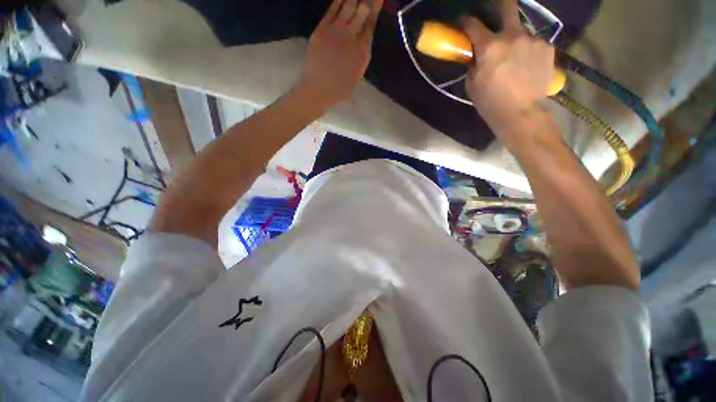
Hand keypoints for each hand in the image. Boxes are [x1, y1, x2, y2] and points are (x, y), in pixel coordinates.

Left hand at [299, 0, 382, 107]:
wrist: (320, 90)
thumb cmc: (340, 90)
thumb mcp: (356, 77)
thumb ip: (360, 59)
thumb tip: (362, 46)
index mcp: (363, 51)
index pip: (371, 23)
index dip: (375, 8)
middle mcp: (353, 37)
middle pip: (362, 10)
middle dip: (367, 0)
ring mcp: (337, 31)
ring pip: (348, 6)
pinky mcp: (322, 30)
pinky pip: (332, 10)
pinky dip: (338, 1)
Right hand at [462, 0, 555, 141]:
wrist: (521, 113)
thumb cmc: (490, 102)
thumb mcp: (472, 85)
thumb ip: (473, 64)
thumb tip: (476, 55)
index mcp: (489, 47)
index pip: (473, 24)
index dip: (465, 22)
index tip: (463, 24)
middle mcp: (513, 36)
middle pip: (508, 5)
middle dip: (500, 5)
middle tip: (496, 14)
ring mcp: (533, 40)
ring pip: (521, 31)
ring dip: (515, 39)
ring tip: (515, 58)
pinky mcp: (547, 48)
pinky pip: (534, 43)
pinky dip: (528, 51)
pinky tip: (527, 66)